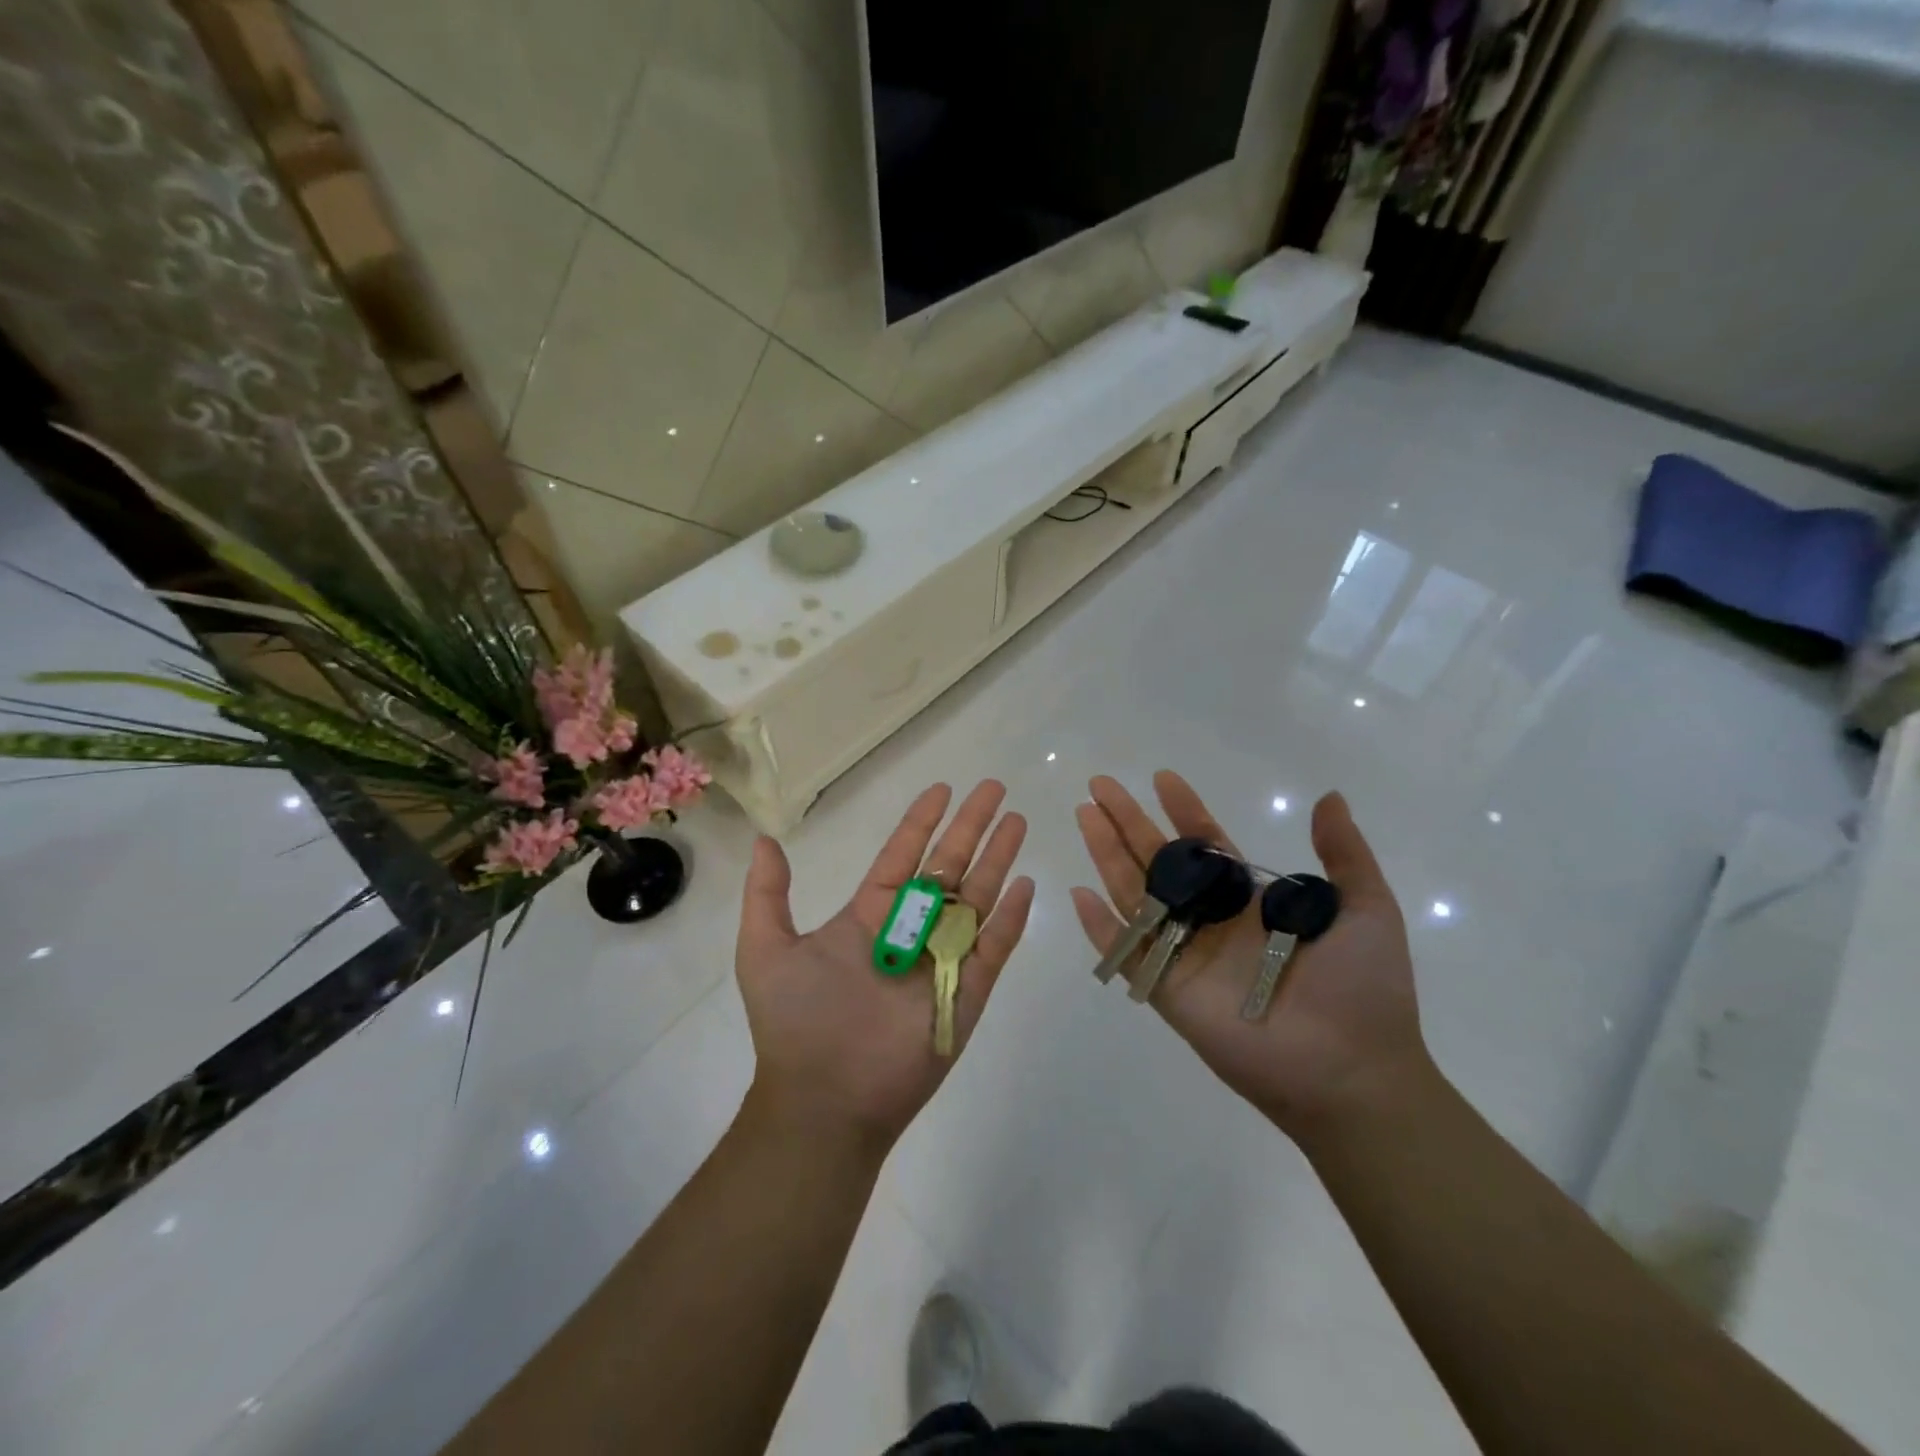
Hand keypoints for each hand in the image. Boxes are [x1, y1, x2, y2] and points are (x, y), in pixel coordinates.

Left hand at [736, 780, 1035, 1150]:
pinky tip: (1026, 885)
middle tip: (995, 789)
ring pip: (976, 898)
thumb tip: (764, 841)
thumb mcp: (766, 950)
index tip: (942, 789)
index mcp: (869, 916)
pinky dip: (1011, 918)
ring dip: (997, 859)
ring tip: (1017, 822)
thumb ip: (768, 895)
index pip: (902, 856)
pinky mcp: (966, 993)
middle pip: (948, 866)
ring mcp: (941, 960)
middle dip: (971, 826)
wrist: (824, 1101)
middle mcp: (910, 930)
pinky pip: (993, 948)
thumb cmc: (796, 1022)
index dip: (922, 822)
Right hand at [1071, 772, 1427, 1139]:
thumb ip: (1345, 854)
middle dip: (1128, 821)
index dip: (1183, 810)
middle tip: (1100, 784)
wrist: (1354, 1072)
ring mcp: (1185, 955)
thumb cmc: (1363, 989)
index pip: (1205, 845)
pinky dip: (1100, 928)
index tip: (1162, 778)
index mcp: (1250, 901)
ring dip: (1106, 854)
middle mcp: (1211, 921)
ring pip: (1134, 894)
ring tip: (1084, 815)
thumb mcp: (1368, 909)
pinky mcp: (1168, 991)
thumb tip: (1329, 797)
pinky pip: (1126, 954)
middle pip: (1157, 860)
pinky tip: (1078, 893)